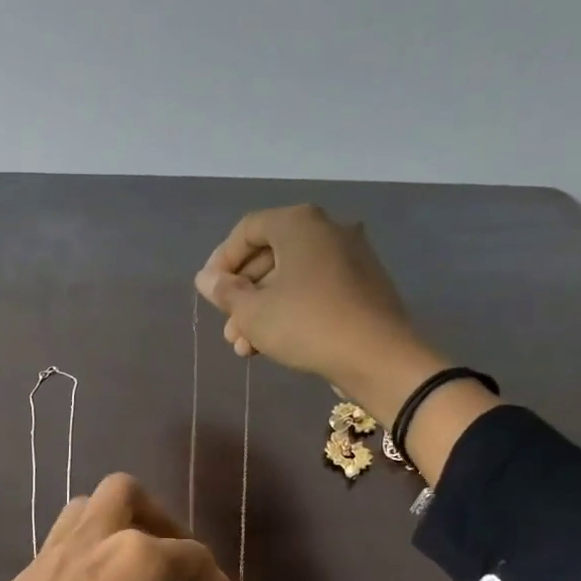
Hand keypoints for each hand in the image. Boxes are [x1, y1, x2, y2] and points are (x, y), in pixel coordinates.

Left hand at [0, 474, 241, 580]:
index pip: (191, 554)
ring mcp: (40, 562)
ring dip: (109, 528)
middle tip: (170, 558)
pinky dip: (75, 565)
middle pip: (123, 493)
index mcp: (134, 559)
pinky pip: (49, 556)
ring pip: (79, 514)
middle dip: (156, 515)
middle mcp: (86, 543)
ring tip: (126, 571)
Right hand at [194, 205, 441, 424]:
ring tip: (243, 346)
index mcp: (299, 224)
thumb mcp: (252, 311)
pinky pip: (313, 290)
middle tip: (226, 327)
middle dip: (241, 294)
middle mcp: (327, 230)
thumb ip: (224, 292)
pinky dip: (288, 311)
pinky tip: (271, 344)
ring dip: (260, 310)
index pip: (248, 230)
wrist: (376, 356)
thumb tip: (205, 278)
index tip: (209, 292)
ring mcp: (349, 257)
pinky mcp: (361, 286)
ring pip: (290, 278)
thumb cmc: (305, 324)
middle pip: (269, 256)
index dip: (221, 260)